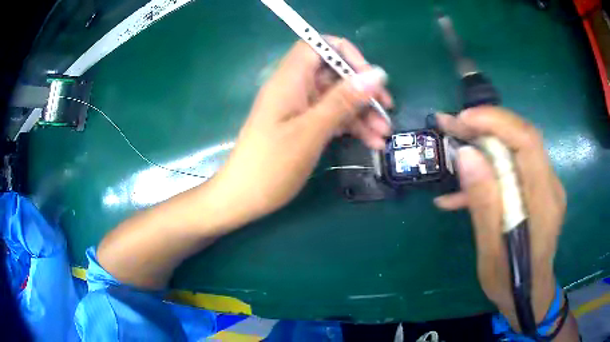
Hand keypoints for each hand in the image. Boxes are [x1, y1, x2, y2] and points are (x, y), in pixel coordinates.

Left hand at [211, 38, 391, 227]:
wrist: (243, 197)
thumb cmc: (272, 165)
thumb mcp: (311, 131)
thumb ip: (343, 100)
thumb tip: (377, 74)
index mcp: (289, 80)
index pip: (318, 46)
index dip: (345, 54)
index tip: (368, 76)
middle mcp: (295, 88)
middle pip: (334, 75)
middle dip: (363, 90)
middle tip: (387, 109)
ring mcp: (299, 108)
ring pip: (337, 99)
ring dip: (362, 113)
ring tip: (384, 134)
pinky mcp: (303, 126)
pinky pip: (332, 118)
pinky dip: (351, 127)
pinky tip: (371, 142)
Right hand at [434, 107, 565, 328]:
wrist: (529, 295)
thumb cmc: (510, 283)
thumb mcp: (491, 252)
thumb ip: (484, 204)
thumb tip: (466, 155)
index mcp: (543, 201)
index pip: (527, 141)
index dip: (496, 122)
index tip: (463, 119)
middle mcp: (549, 185)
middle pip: (521, 138)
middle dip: (485, 126)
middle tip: (450, 123)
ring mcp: (544, 186)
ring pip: (515, 149)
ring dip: (484, 143)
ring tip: (452, 144)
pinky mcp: (536, 191)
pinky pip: (513, 169)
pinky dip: (489, 171)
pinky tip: (461, 189)